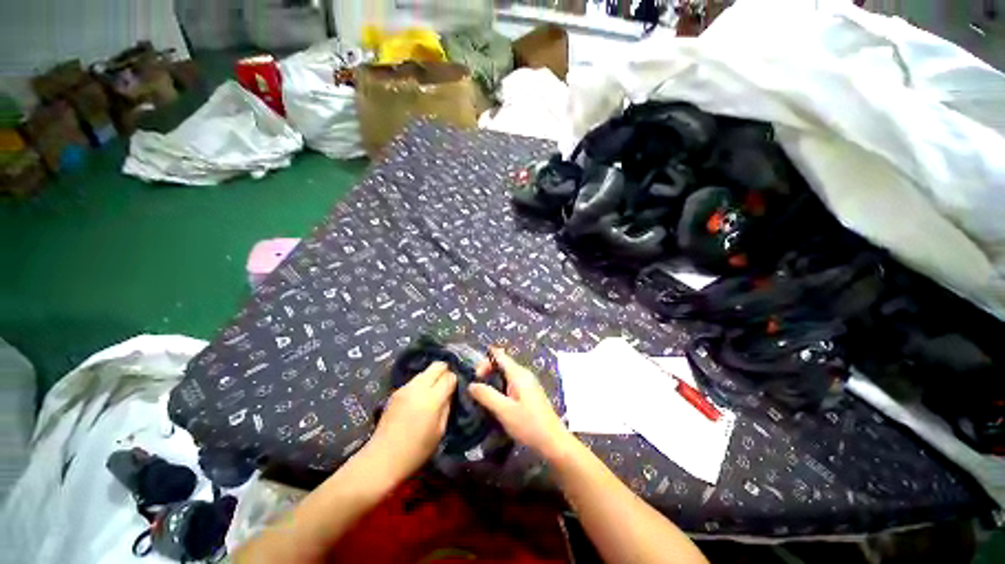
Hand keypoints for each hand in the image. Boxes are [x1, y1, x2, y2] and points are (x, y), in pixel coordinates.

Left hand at [365, 362, 456, 484]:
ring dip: (432, 377)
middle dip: (444, 371)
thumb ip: (447, 407)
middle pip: (437, 366)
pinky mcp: (395, 392)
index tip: (455, 389)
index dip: (454, 380)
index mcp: (432, 399)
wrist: (382, 459)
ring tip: (433, 392)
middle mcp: (418, 388)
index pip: (449, 377)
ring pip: (424, 371)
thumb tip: (450, 393)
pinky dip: (421, 384)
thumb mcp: (439, 431)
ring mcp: (405, 388)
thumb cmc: (416, 451)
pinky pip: (414, 381)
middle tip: (446, 384)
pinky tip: (419, 398)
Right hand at [469, 347, 573, 460]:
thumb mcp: (504, 410)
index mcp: (518, 374)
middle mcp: (524, 374)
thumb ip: (486, 395)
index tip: (475, 374)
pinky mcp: (529, 393)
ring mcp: (528, 383)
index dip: (485, 360)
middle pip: (503, 363)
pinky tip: (496, 401)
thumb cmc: (528, 424)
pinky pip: (511, 383)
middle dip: (488, 370)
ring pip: (506, 374)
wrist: (552, 441)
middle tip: (476, 387)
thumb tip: (471, 385)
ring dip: (493, 380)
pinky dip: (501, 387)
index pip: (500, 355)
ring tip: (482, 395)